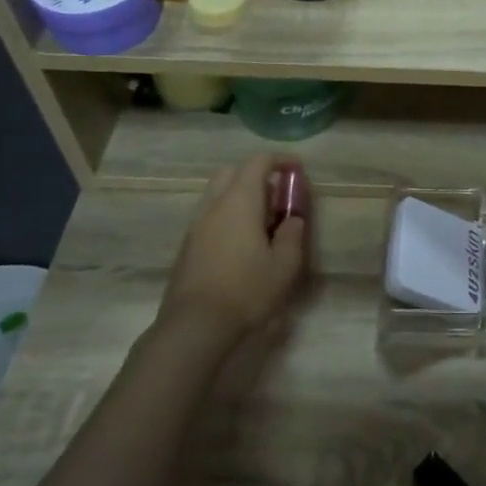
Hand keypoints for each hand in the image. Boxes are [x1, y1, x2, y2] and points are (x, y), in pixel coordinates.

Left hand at [155, 155, 309, 355]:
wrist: (195, 325)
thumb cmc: (246, 290)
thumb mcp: (284, 265)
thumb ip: (292, 235)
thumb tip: (292, 219)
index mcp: (240, 201)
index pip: (258, 162)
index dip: (280, 160)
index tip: (297, 170)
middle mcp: (214, 205)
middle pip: (232, 171)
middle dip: (256, 174)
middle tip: (278, 194)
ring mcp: (196, 225)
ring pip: (217, 193)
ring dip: (240, 194)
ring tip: (261, 219)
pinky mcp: (187, 245)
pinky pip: (210, 214)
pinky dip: (227, 213)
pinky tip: (241, 240)